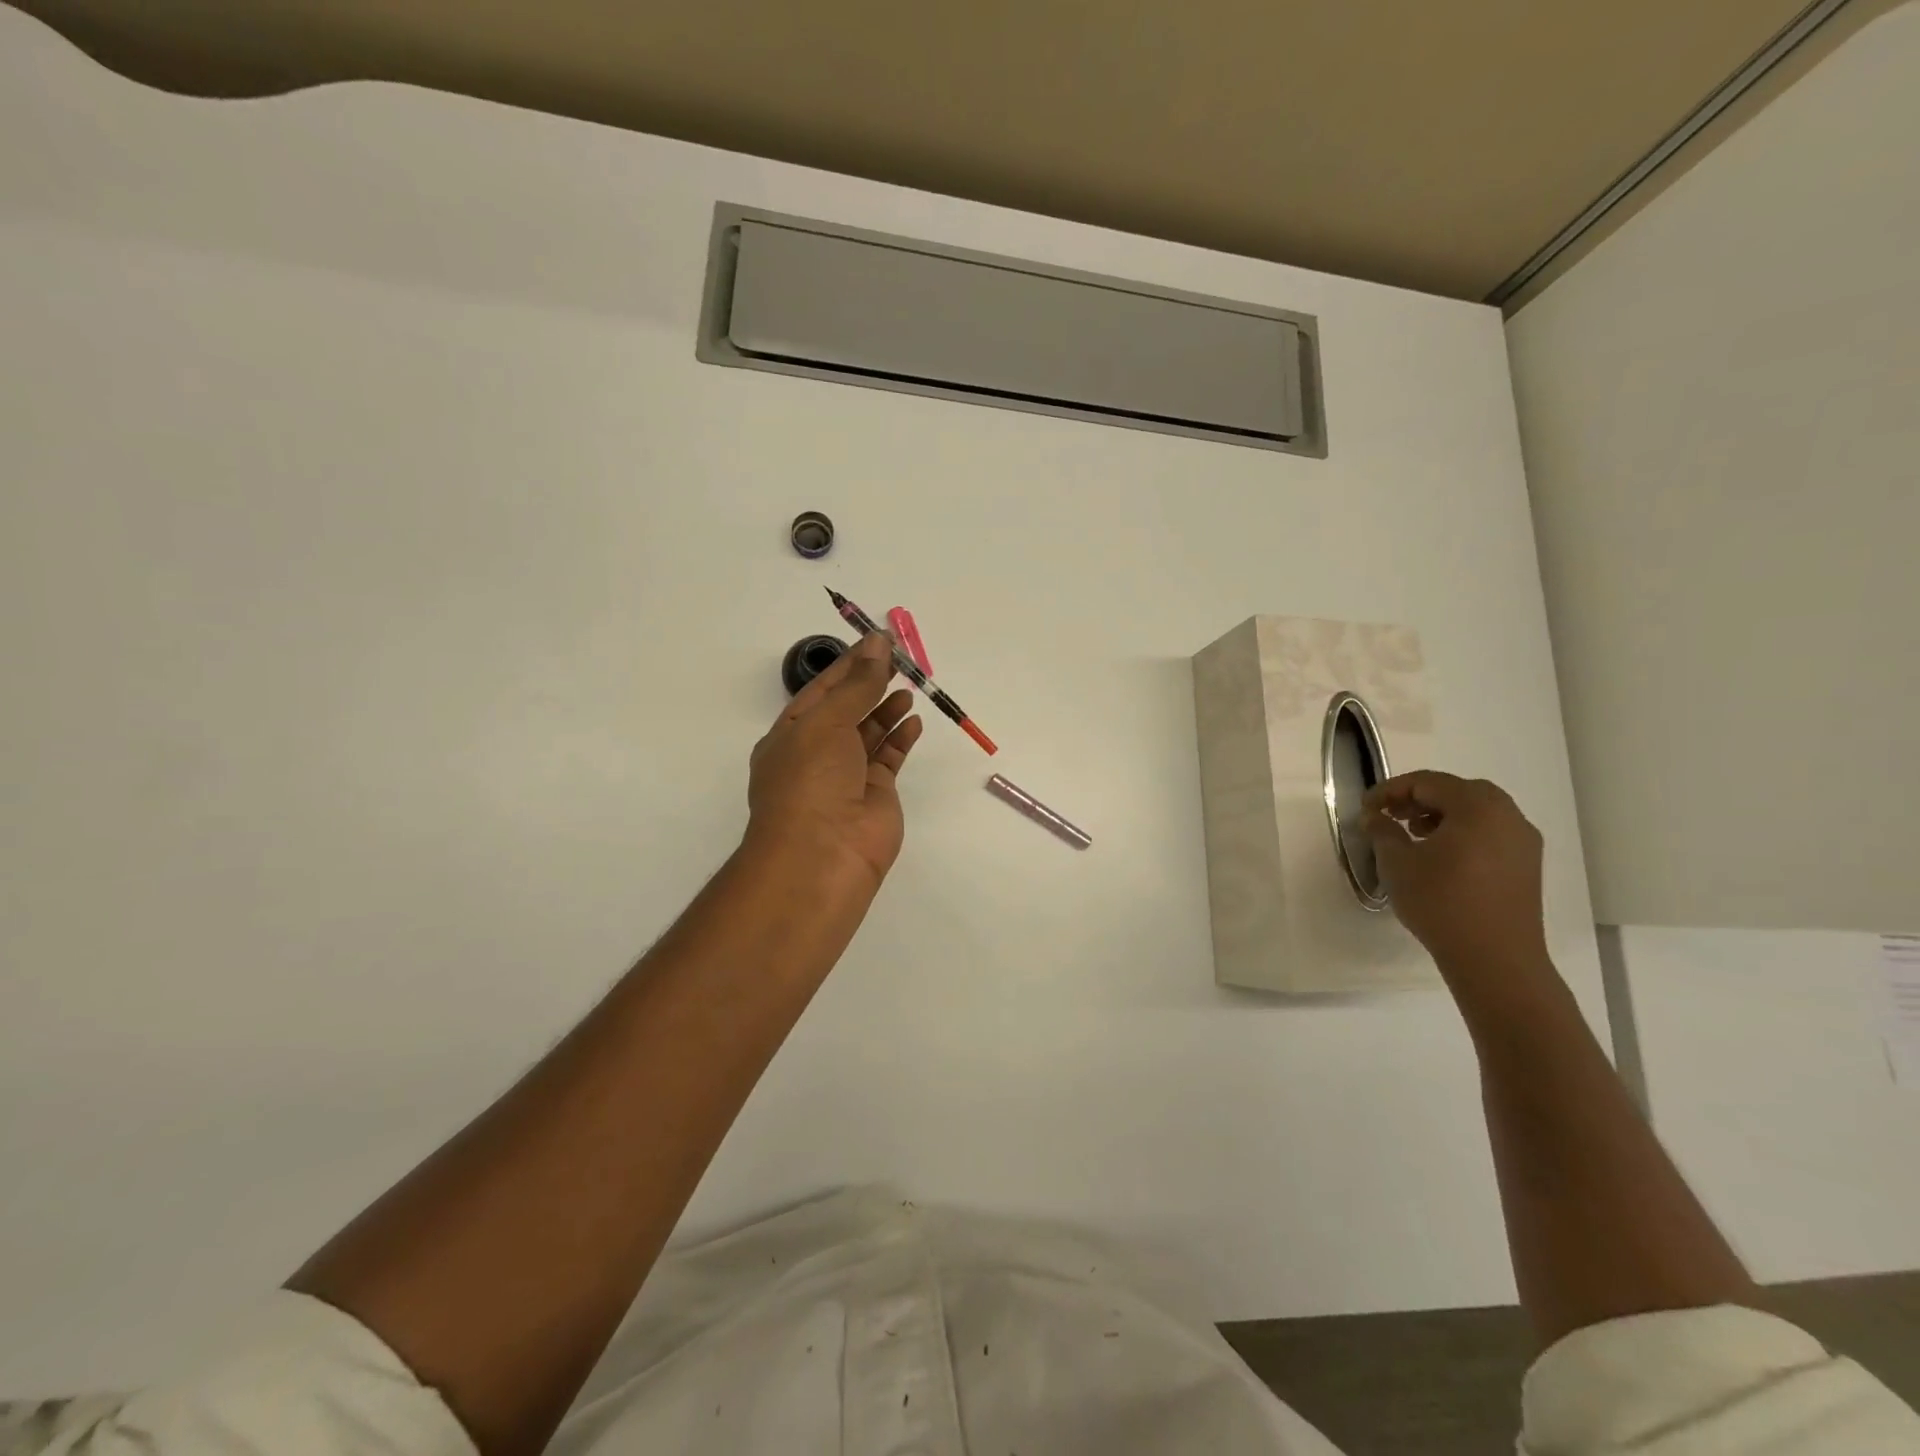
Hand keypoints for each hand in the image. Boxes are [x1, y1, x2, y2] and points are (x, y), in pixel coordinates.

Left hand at [745, 632, 923, 891]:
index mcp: (791, 735)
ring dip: (887, 708)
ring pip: (869, 733)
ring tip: (909, 685)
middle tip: (900, 658)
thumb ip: (857, 685)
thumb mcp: (827, 722)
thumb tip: (878, 645)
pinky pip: (889, 758)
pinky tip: (914, 719)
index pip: (822, 691)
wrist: (822, 855)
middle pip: (847, 709)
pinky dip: (901, 738)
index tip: (878, 641)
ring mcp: (847, 776)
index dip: (849, 664)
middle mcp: (817, 754)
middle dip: (870, 683)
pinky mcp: (876, 795)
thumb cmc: (810, 781)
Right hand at [1361, 772, 1550, 986]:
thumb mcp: (1397, 863)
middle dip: (1419, 798)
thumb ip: (1383, 831)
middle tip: (1390, 815)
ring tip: (1413, 836)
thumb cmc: (1441, 902)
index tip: (1365, 808)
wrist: (1494, 959)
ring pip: (1477, 812)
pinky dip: (1463, 833)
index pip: (1427, 782)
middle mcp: (1508, 816)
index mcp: (1477, 807)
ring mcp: (1523, 842)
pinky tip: (1440, 857)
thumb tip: (1375, 816)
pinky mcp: (1527, 866)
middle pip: (1457, 791)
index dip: (1390, 790)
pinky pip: (1490, 833)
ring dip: (1442, 815)